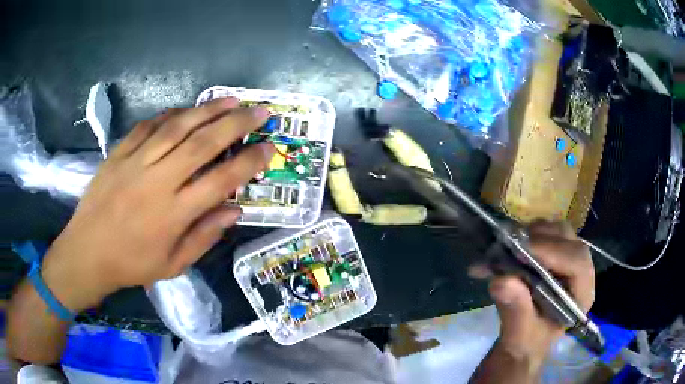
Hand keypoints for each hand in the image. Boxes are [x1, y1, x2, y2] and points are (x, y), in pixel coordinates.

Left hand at [41, 98, 274, 311]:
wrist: (87, 252)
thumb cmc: (131, 264)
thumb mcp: (173, 264)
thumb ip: (204, 237)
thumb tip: (234, 211)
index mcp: (173, 214)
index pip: (221, 181)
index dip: (249, 162)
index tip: (269, 147)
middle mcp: (158, 182)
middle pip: (202, 144)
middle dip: (236, 123)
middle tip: (260, 110)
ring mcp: (136, 163)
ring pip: (177, 127)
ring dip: (207, 110)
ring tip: (231, 99)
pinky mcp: (119, 153)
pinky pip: (149, 126)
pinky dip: (171, 114)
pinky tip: (186, 109)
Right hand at [470, 221, 594, 368]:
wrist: (523, 341)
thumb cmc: (526, 343)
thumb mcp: (519, 336)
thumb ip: (516, 312)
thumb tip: (502, 281)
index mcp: (581, 295)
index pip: (578, 263)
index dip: (553, 252)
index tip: (521, 252)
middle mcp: (580, 272)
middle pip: (569, 240)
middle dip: (540, 239)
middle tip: (510, 245)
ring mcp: (568, 259)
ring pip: (557, 230)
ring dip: (531, 234)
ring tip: (506, 245)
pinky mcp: (555, 253)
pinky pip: (545, 232)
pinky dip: (525, 234)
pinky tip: (507, 245)